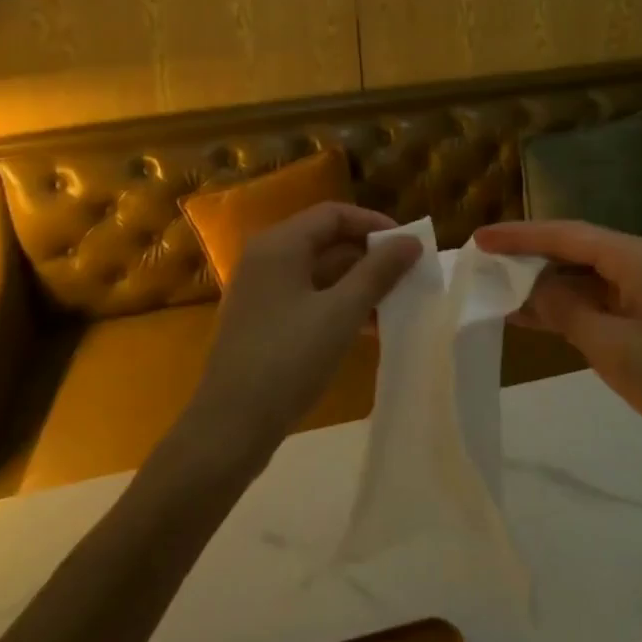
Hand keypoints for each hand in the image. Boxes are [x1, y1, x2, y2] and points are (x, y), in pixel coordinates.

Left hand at [190, 202, 420, 457]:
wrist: (230, 428)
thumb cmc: (288, 360)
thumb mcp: (341, 313)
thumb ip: (378, 272)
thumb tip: (411, 241)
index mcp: (280, 245)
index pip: (334, 214)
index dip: (374, 223)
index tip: (408, 246)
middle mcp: (266, 258)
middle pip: (326, 240)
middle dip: (369, 256)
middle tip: (407, 275)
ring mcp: (261, 291)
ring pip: (319, 272)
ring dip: (357, 284)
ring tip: (395, 305)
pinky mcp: (262, 320)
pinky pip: (307, 297)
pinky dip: (337, 305)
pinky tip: (367, 329)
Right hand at [475, 219, 641, 458]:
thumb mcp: (612, 346)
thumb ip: (566, 310)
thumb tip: (535, 289)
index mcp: (632, 257)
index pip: (564, 234)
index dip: (518, 235)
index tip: (479, 238)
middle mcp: (637, 262)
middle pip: (571, 249)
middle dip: (527, 256)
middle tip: (483, 263)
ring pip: (581, 276)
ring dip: (543, 285)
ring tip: (497, 290)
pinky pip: (596, 299)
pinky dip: (565, 306)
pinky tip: (533, 317)